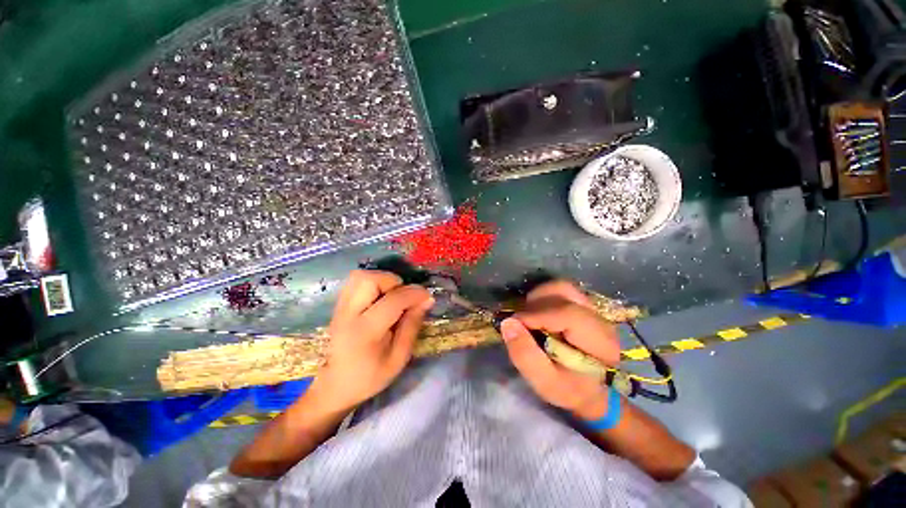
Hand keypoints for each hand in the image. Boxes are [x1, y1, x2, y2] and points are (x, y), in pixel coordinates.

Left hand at [309, 270, 433, 412]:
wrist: (333, 387)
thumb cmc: (369, 377)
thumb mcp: (398, 358)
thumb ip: (412, 326)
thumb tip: (426, 300)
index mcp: (365, 332)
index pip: (393, 300)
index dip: (415, 294)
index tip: (427, 297)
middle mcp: (348, 314)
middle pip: (369, 279)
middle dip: (394, 282)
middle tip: (403, 297)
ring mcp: (339, 308)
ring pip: (360, 276)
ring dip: (382, 280)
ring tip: (392, 296)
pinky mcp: (338, 306)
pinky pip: (355, 282)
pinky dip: (372, 283)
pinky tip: (380, 299)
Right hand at [501, 280, 620, 419]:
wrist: (592, 389)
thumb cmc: (570, 389)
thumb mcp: (546, 383)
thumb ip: (526, 355)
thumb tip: (508, 323)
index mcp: (600, 342)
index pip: (566, 313)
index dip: (535, 315)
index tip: (513, 324)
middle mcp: (599, 318)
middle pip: (563, 292)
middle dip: (535, 304)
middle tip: (521, 322)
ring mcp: (592, 308)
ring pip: (561, 287)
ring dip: (538, 298)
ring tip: (529, 318)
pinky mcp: (583, 304)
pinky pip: (560, 290)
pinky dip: (543, 297)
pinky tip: (538, 314)